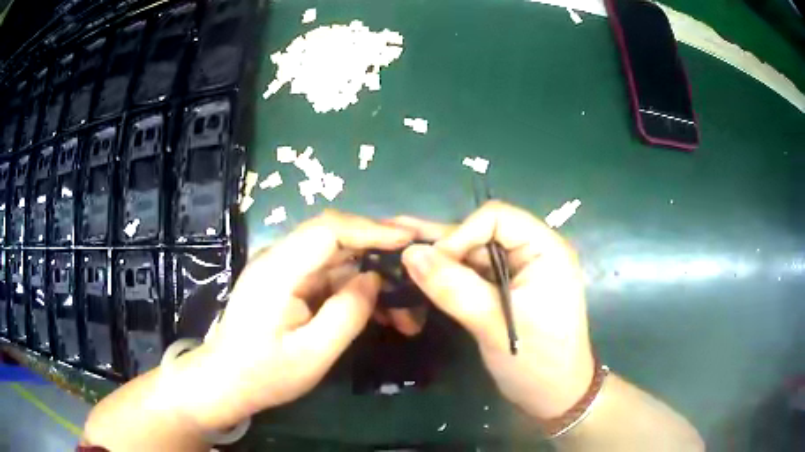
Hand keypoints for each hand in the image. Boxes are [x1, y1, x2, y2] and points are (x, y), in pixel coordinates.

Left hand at [180, 211, 413, 429]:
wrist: (225, 381)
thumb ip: (347, 313)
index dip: (371, 229)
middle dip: (378, 250)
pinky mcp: (287, 282)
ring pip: (336, 258)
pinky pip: (327, 275)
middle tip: (415, 269)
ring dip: (371, 275)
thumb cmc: (264, 374)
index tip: (408, 240)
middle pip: (335, 237)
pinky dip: (355, 288)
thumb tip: (374, 278)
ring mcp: (282, 269)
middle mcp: (278, 259)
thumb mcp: (313, 354)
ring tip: (402, 307)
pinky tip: (377, 310)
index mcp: (278, 271)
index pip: (328, 230)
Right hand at [398, 201, 594, 419]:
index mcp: (545, 250)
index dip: (460, 234)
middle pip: (482, 233)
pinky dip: (450, 276)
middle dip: (443, 244)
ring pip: (475, 253)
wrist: (554, 395)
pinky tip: (420, 273)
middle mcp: (533, 251)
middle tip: (396, 245)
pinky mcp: (508, 288)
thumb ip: (453, 288)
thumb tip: (409, 254)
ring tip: (399, 252)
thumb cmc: (536, 361)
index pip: (496, 218)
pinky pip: (475, 273)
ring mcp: (520, 270)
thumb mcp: (494, 325)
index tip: (431, 263)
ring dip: (441, 258)